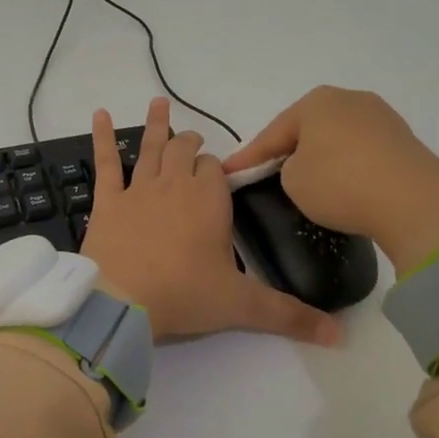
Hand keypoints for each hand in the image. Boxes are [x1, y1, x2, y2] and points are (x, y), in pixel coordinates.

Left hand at [81, 98, 340, 345]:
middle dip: (191, 144)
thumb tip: (339, 335)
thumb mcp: (242, 305)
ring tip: (159, 102)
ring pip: (151, 148)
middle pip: (185, 151)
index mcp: (209, 199)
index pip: (215, 170)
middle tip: (195, 142)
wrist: (121, 302)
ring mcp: (138, 189)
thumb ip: (289, 315)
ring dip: (158, 125)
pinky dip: (103, 136)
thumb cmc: (185, 295)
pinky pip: (106, 161)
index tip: (217, 179)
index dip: (216, 171)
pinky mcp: (108, 201)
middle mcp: (175, 184)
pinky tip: (99, 114)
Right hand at [221, 86, 438, 274]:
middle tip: (267, 174)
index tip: (229, 172)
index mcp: (316, 101)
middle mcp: (349, 99)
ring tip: (307, 182)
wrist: (414, 201)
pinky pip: (361, 152)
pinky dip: (347, 167)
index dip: (249, 157)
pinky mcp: (403, 141)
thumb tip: (306, 165)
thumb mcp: (293, 180)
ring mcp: (381, 117)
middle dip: (288, 151)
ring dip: (321, 158)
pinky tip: (343, 185)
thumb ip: (287, 168)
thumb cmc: (340, 183)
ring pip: (336, 139)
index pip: (273, 132)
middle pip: (307, 129)